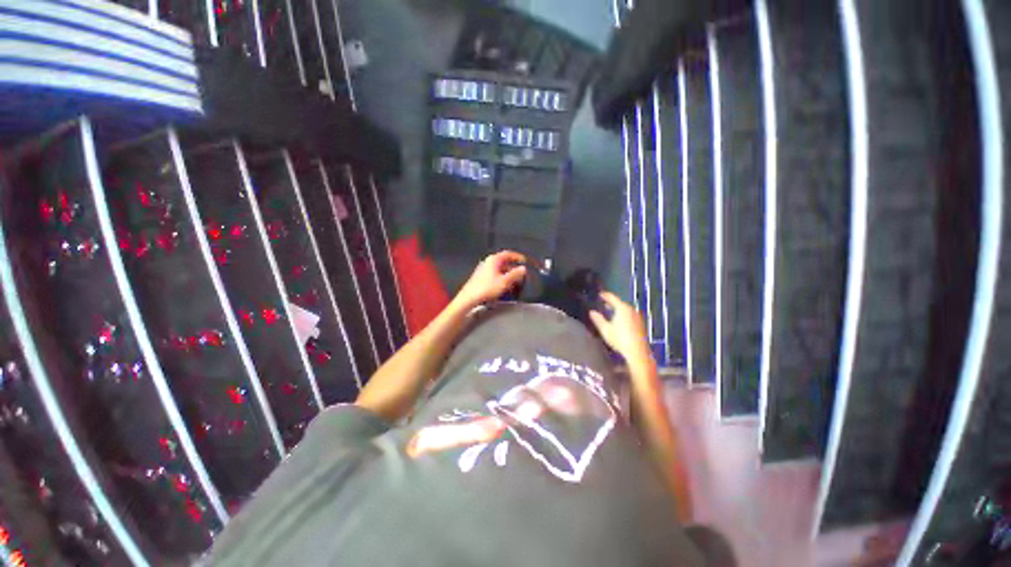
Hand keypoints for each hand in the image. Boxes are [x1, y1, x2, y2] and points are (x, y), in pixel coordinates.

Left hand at [452, 250, 527, 309]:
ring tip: (514, 282)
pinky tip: (504, 286)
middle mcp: (488, 262)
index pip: (508, 254)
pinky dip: (501, 278)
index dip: (517, 257)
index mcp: (493, 260)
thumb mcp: (505, 281)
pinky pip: (494, 274)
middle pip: (503, 262)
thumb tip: (523, 269)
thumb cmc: (486, 288)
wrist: (469, 298)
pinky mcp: (480, 277)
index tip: (524, 261)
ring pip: (499, 269)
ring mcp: (483, 269)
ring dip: (508, 274)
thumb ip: (515, 274)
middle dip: (513, 268)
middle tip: (521, 274)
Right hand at [588, 291, 650, 361]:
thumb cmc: (620, 339)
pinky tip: (619, 320)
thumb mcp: (605, 329)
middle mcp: (631, 310)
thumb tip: (591, 312)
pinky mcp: (640, 324)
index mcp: (622, 308)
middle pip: (620, 303)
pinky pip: (630, 314)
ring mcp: (637, 317)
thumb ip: (598, 319)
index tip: (600, 294)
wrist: (637, 352)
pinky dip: (623, 314)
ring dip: (618, 308)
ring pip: (625, 309)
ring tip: (610, 311)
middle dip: (612, 302)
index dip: (605, 295)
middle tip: (604, 303)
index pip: (612, 298)